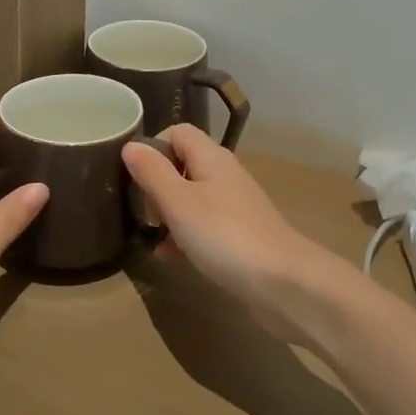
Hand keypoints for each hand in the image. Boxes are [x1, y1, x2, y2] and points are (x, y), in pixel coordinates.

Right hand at [122, 125, 350, 341]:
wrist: (284, 282)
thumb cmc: (225, 235)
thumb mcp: (179, 203)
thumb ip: (153, 172)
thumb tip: (131, 145)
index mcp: (211, 157)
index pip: (178, 132)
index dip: (153, 146)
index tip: (135, 175)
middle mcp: (224, 174)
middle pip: (184, 164)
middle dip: (158, 183)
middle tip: (141, 209)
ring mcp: (235, 205)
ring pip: (193, 197)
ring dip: (169, 213)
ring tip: (150, 235)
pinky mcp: (240, 235)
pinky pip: (205, 226)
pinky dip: (185, 236)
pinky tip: (169, 258)